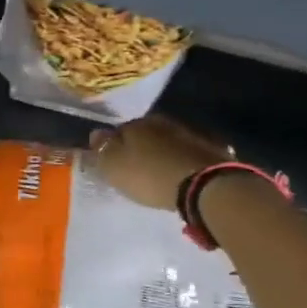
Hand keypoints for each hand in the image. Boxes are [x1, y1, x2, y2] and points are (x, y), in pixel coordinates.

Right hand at [87, 115, 230, 210]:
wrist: (204, 185)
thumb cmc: (149, 175)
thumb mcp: (114, 167)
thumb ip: (101, 149)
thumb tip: (95, 133)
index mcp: (136, 123)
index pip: (118, 131)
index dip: (114, 146)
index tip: (113, 162)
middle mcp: (162, 122)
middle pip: (145, 134)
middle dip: (139, 147)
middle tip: (136, 168)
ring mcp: (189, 134)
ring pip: (168, 141)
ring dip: (162, 153)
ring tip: (159, 173)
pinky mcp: (211, 149)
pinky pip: (188, 153)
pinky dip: (182, 161)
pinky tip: (182, 174)